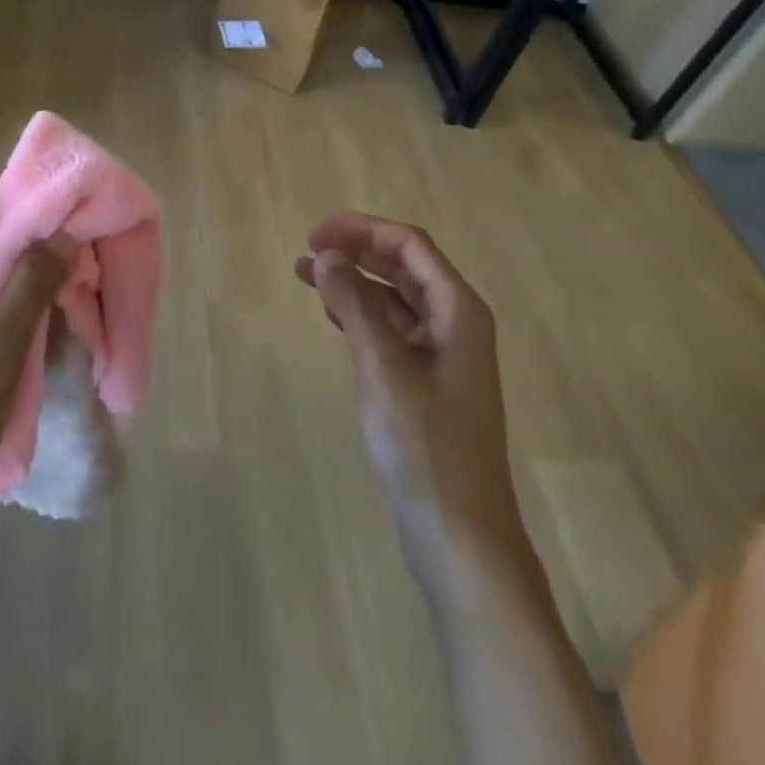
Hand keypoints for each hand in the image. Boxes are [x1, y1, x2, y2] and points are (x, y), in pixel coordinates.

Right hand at [295, 213, 518, 571]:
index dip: (362, 230)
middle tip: (306, 249)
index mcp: (458, 310)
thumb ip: (354, 304)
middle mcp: (455, 323)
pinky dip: (361, 315)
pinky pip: (391, 330)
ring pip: (394, 299)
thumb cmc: (425, 444)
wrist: (459, 535)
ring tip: (305, 274)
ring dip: (354, 282)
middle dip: (356, 251)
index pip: (409, 245)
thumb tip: (326, 255)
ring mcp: (443, 355)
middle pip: (403, 266)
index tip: (315, 234)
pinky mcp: (427, 383)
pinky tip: (331, 314)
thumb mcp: (382, 366)